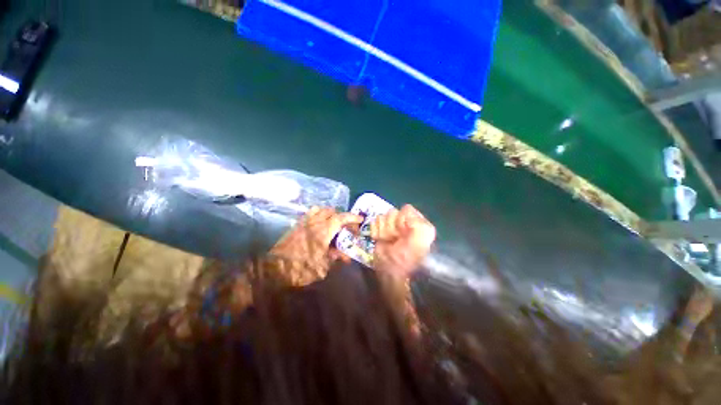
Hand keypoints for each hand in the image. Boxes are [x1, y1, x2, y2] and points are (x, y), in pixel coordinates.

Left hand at [270, 206, 362, 268]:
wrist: (273, 269)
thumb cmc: (299, 270)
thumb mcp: (322, 267)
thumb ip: (334, 257)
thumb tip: (345, 256)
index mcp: (322, 232)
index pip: (340, 218)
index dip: (352, 218)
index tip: (360, 220)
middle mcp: (314, 223)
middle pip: (332, 212)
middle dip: (343, 217)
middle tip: (347, 228)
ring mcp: (304, 222)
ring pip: (321, 210)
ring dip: (331, 214)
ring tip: (335, 224)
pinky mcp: (297, 225)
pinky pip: (311, 213)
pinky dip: (320, 214)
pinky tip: (321, 224)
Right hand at [371, 204, 435, 278]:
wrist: (392, 272)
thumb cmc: (409, 257)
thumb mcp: (422, 239)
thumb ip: (418, 221)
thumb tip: (405, 211)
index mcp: (417, 222)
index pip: (405, 210)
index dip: (402, 220)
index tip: (403, 232)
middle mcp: (404, 223)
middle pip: (392, 213)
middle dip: (392, 227)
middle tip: (395, 239)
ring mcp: (391, 227)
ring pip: (382, 217)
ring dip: (383, 231)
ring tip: (388, 241)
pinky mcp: (379, 231)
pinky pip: (373, 223)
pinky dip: (375, 232)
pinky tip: (380, 240)